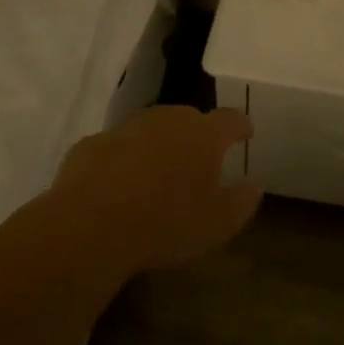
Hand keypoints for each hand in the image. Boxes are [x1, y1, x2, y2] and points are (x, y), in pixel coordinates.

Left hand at [52, 105, 262, 271]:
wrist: (90, 226)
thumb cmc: (166, 224)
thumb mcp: (218, 224)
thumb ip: (242, 201)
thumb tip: (253, 185)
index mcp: (203, 135)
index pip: (231, 119)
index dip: (241, 126)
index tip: (245, 134)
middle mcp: (167, 120)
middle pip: (189, 118)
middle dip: (198, 134)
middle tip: (200, 159)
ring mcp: (126, 129)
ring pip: (151, 128)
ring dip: (159, 144)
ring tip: (159, 172)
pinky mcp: (91, 144)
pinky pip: (116, 147)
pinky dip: (123, 159)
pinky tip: (119, 185)